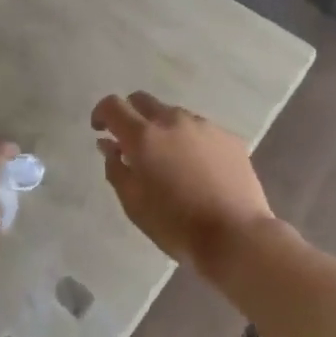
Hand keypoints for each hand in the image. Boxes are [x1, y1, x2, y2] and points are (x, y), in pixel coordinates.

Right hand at [92, 92, 276, 274]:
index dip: (101, 114)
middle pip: (143, 101)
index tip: (100, 131)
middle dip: (131, 115)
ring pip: (174, 115)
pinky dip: (189, 141)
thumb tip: (109, 145)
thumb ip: (116, 168)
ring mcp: (204, 126)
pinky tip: (196, 169)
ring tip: (168, 160)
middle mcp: (173, 121)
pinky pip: (200, 130)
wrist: (235, 235)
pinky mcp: (229, 138)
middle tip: (131, 144)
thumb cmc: (174, 224)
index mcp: (144, 136)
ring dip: (162, 129)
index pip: (113, 106)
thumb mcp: (133, 202)